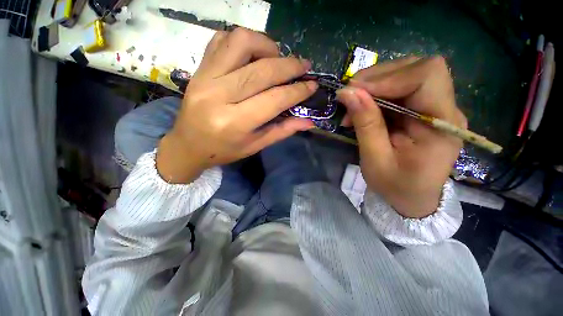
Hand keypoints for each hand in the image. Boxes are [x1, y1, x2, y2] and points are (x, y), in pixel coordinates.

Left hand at [157, 28, 316, 182]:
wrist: (188, 145)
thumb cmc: (224, 150)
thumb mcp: (256, 145)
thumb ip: (283, 130)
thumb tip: (309, 121)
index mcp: (235, 122)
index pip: (274, 99)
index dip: (297, 90)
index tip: (312, 85)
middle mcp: (219, 95)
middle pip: (262, 70)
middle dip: (290, 66)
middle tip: (304, 67)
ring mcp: (205, 77)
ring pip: (241, 42)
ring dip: (267, 46)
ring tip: (277, 58)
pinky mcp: (199, 68)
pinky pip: (222, 39)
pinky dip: (244, 41)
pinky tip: (253, 55)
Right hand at [336, 56, 466, 217]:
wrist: (413, 197)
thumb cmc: (395, 186)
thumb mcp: (375, 159)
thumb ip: (365, 124)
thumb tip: (347, 93)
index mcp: (442, 126)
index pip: (427, 76)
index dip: (389, 76)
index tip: (355, 91)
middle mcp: (446, 109)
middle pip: (417, 68)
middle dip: (377, 78)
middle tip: (349, 96)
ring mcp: (437, 107)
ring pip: (406, 74)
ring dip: (374, 85)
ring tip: (353, 106)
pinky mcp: (424, 109)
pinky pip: (400, 88)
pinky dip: (376, 93)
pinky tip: (362, 108)